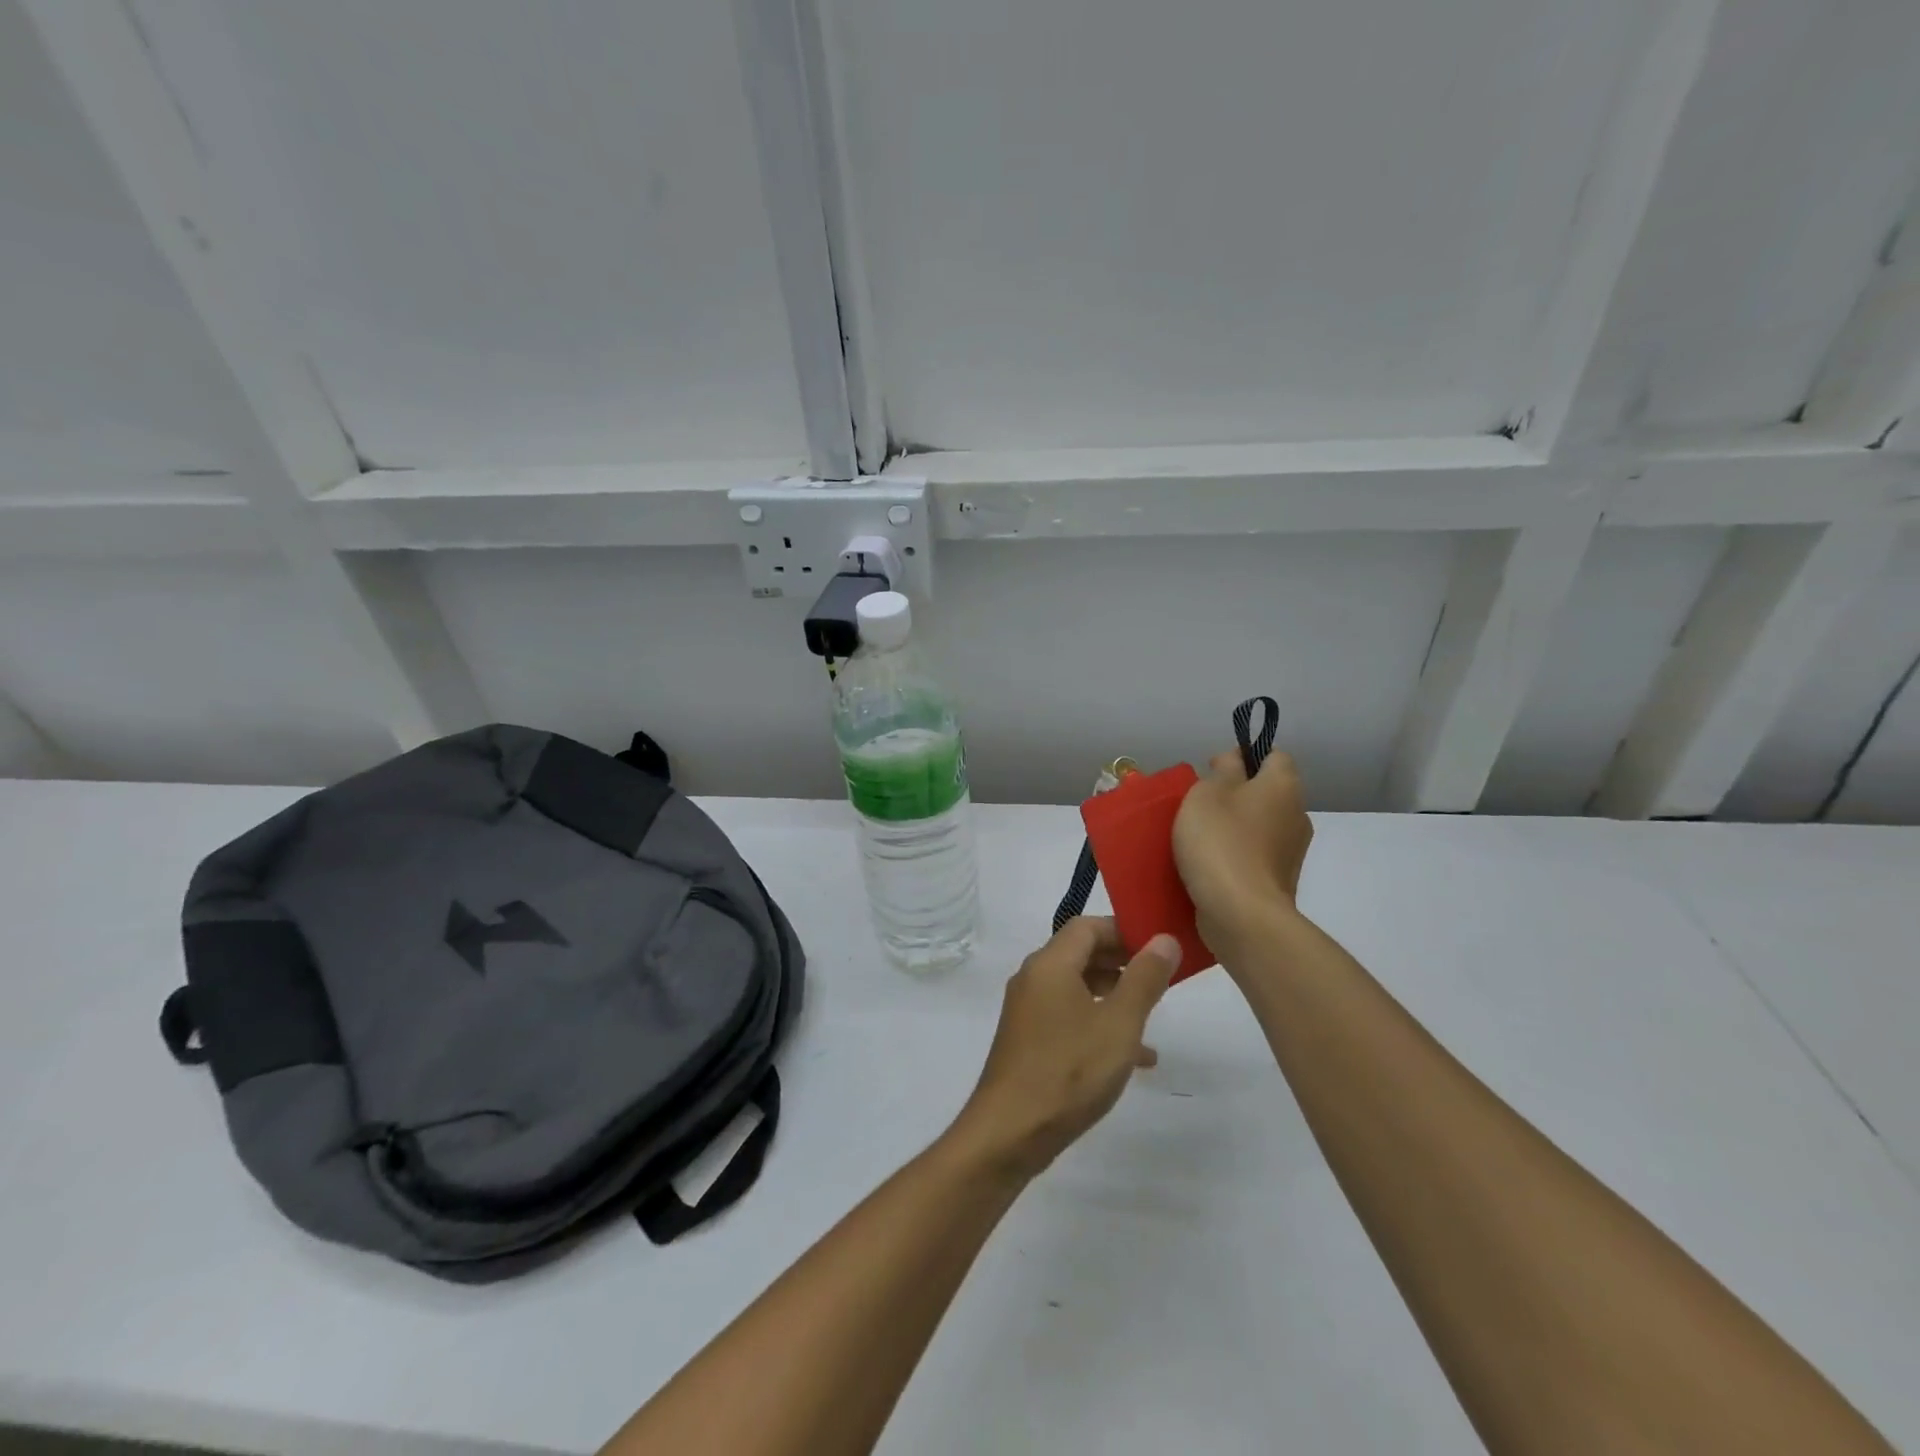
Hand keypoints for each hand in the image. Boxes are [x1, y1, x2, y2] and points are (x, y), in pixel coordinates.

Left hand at [948, 917, 1179, 1179]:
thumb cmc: (1068, 1071)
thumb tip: (1164, 939)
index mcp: (1050, 964)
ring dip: (1113, 995)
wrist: (1009, 1132)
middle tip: (1161, 978)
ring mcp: (1027, 1010)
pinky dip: (1097, 1023)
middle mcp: (1033, 978)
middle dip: (1122, 962)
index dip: (1125, 930)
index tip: (1159, 947)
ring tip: (1151, 1015)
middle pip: (1081, 953)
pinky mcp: (1027, 1039)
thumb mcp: (1119, 1024)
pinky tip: (1131, 1057)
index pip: (1088, 926)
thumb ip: (1144, 979)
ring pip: (1076, 987)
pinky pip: (1068, 1016)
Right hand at [1173, 748, 1313, 950]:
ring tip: (1200, 837)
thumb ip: (1223, 770)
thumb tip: (1236, 761)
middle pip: (1268, 792)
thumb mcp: (1208, 792)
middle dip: (1238, 794)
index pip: (1274, 755)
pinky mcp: (1280, 882)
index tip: (1213, 770)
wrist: (1241, 914)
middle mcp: (1297, 815)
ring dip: (1237, 827)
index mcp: (1284, 786)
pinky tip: (1211, 865)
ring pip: (1262, 826)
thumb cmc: (1221, 842)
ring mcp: (1291, 852)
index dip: (1245, 756)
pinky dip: (1237, 855)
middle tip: (1200, 805)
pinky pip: (1257, 856)